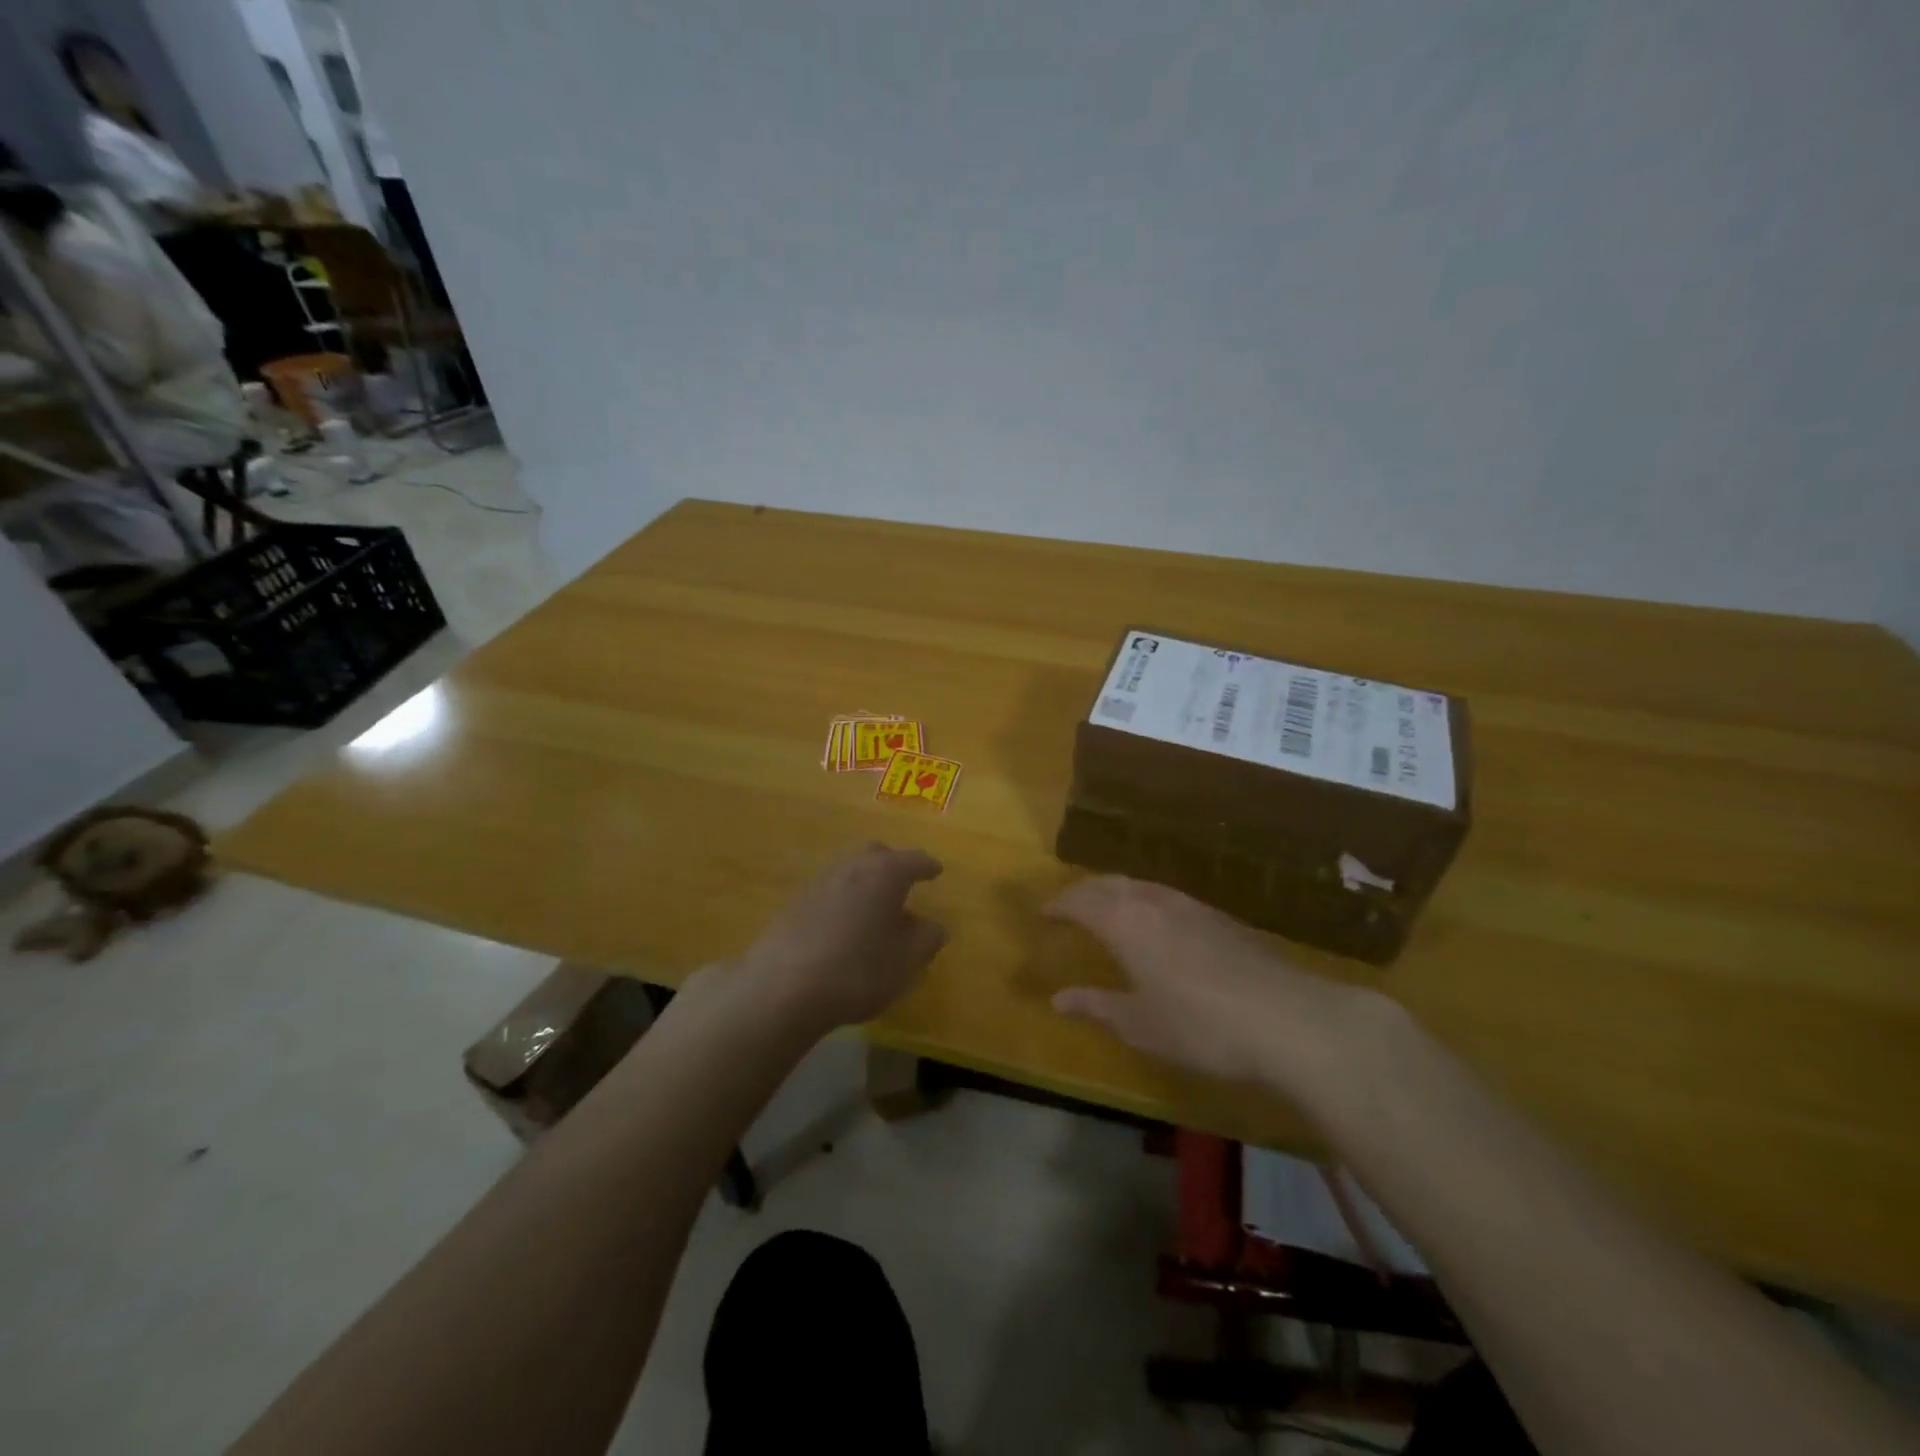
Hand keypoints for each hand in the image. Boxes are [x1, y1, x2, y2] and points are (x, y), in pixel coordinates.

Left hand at [737, 843, 946, 1031]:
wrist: (781, 988)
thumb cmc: (858, 970)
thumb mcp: (907, 961)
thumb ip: (927, 939)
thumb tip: (934, 926)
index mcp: (885, 873)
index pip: (913, 860)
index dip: (927, 866)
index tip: (936, 870)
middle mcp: (851, 868)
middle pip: (875, 855)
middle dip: (893, 865)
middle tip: (904, 882)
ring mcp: (818, 883)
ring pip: (848, 872)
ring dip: (865, 884)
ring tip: (875, 909)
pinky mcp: (793, 905)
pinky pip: (828, 893)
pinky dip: (843, 901)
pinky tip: (844, 927)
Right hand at [1046, 876, 1383, 1091]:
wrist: (1287, 1019)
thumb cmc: (1200, 1026)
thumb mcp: (1140, 1024)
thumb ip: (1097, 1005)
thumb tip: (1058, 998)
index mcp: (1125, 923)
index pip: (1081, 901)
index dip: (1059, 904)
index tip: (1043, 913)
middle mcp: (1154, 903)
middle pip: (1110, 884)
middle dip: (1085, 891)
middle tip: (1069, 906)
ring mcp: (1191, 906)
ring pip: (1142, 886)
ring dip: (1117, 892)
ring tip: (1108, 908)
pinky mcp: (1221, 917)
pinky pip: (1168, 897)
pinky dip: (1147, 901)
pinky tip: (1158, 924)